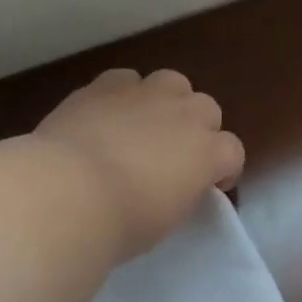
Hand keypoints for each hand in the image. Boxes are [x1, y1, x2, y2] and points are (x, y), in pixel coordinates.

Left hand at [34, 68, 244, 258]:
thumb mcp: (167, 220)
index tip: (209, 186)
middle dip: (198, 129)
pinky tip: (108, 115)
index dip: (223, 169)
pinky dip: (124, 95)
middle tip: (176, 154)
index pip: (233, 153)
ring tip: (145, 126)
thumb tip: (175, 184)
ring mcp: (146, 94)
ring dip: (167, 102)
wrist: (69, 193)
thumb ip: (180, 194)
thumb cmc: (124, 222)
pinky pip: (126, 80)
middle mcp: (185, 115)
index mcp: (208, 153)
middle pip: (207, 109)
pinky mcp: (106, 85)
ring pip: (173, 83)